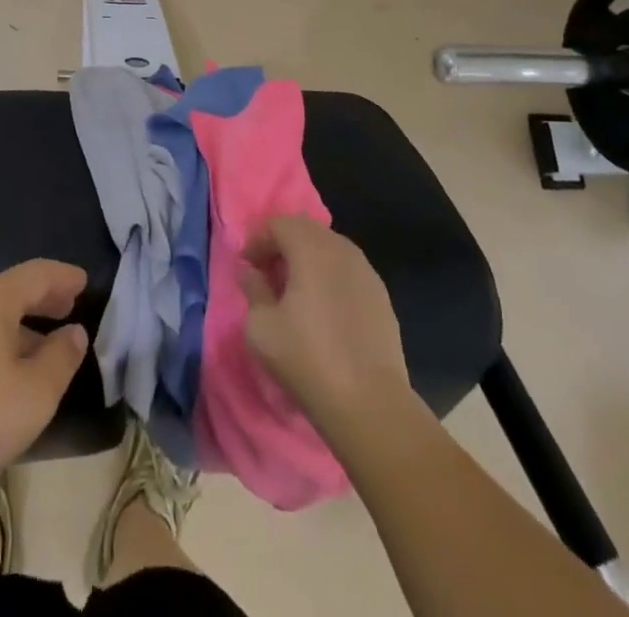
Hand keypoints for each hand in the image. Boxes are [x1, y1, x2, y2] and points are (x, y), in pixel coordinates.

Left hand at [0, 260, 89, 511]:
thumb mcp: (34, 395)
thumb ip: (61, 358)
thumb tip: (74, 332)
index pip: (37, 273)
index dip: (64, 276)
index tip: (86, 282)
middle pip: (14, 289)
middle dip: (45, 295)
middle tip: (71, 305)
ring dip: (25, 322)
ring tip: (49, 341)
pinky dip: (5, 339)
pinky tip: (13, 369)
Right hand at [240, 217, 413, 440]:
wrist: (370, 403)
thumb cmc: (308, 360)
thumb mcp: (261, 327)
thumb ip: (253, 289)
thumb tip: (251, 271)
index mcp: (311, 249)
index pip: (279, 224)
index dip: (258, 240)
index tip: (247, 266)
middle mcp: (341, 249)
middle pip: (306, 229)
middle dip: (282, 243)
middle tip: (268, 272)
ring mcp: (366, 270)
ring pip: (329, 247)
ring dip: (307, 258)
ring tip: (295, 289)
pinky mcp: (381, 294)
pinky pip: (348, 269)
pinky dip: (329, 275)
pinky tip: (323, 307)